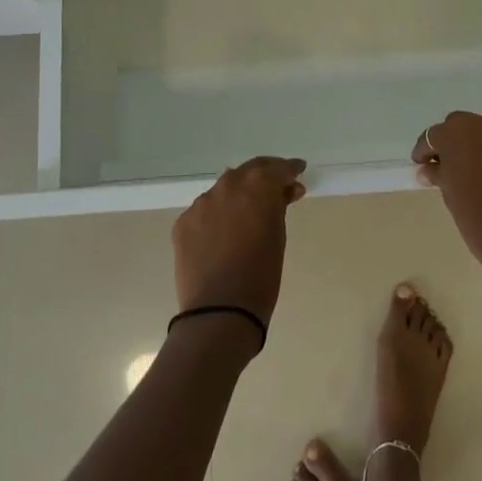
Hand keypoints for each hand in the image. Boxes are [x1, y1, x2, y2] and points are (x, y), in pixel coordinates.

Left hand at [173, 156, 306, 324]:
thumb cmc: (261, 276)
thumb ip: (279, 206)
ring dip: (238, 194)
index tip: (298, 171)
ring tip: (248, 211)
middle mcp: (227, 185)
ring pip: (224, 189)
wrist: (219, 312)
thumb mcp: (278, 236)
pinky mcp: (183, 222)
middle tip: (277, 186)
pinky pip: (205, 211)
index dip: (290, 169)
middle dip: (264, 175)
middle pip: (249, 171)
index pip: (277, 168)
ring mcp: (201, 203)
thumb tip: (285, 191)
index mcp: (257, 186)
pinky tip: (223, 232)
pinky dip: (218, 215)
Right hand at [412, 112, 481, 285]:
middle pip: (461, 127)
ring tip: (473, 173)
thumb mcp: (450, 196)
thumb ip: (438, 174)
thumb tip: (428, 169)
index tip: (421, 166)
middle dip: (452, 143)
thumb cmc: (477, 219)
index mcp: (457, 134)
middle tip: (446, 166)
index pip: (433, 136)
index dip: (425, 151)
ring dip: (477, 149)